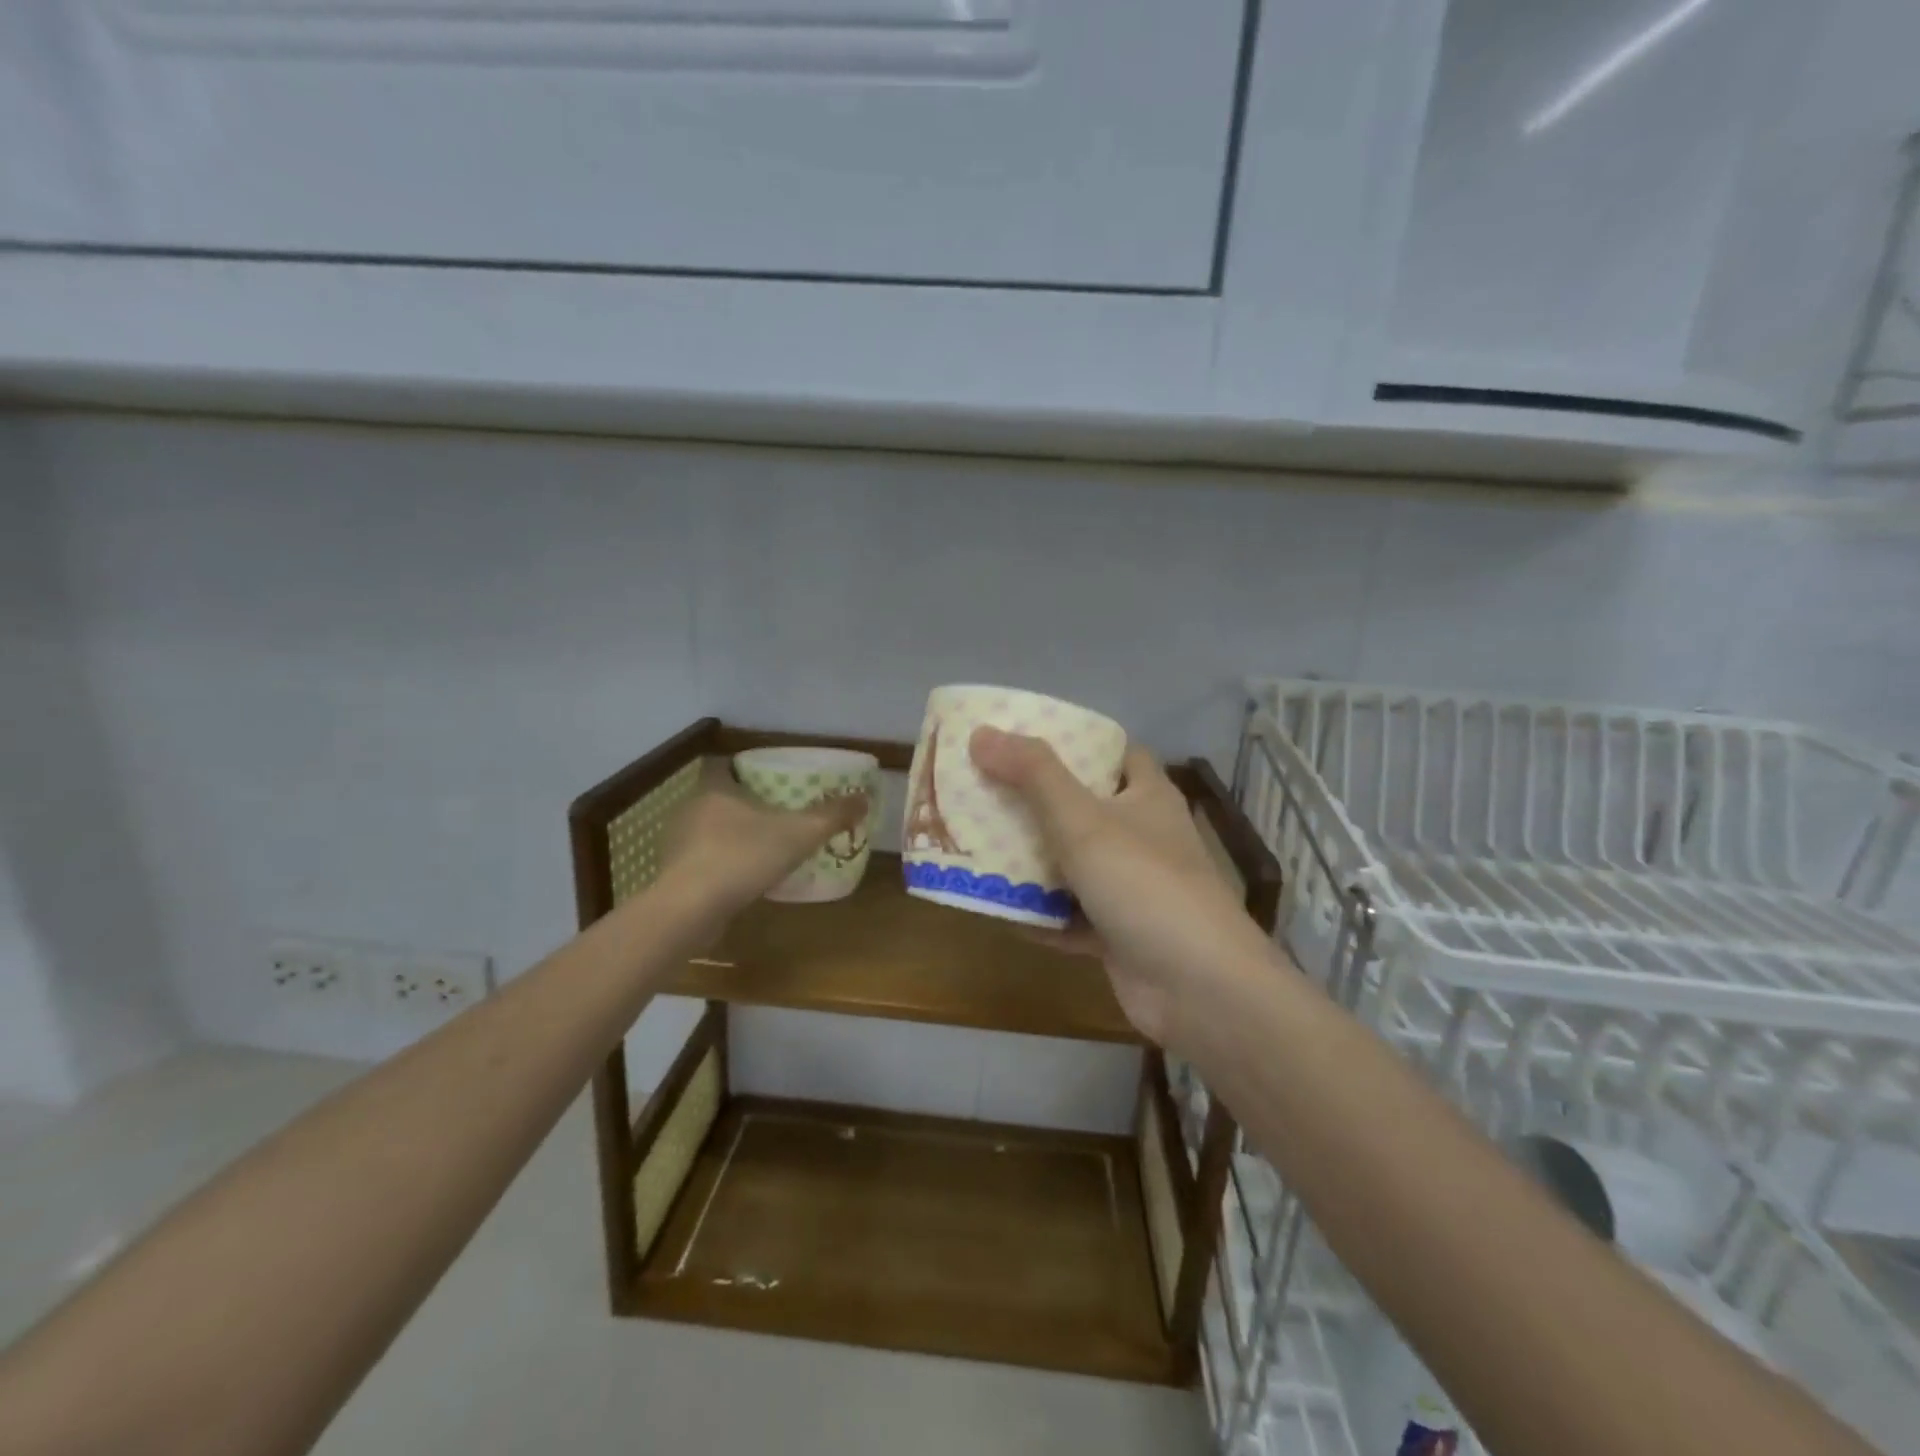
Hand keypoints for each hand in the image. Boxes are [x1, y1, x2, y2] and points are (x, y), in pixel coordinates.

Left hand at [664, 784, 867, 916]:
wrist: (689, 910)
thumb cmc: (742, 857)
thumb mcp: (799, 833)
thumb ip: (832, 815)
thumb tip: (864, 798)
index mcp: (715, 788)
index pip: (729, 765)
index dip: (751, 770)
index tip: (776, 781)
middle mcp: (691, 808)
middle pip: (722, 797)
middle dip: (749, 805)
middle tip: (780, 815)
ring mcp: (678, 843)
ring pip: (711, 830)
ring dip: (735, 837)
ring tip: (766, 849)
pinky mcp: (673, 874)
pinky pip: (704, 860)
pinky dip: (723, 864)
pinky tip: (744, 878)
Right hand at [970, 727, 1273, 1044]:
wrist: (1197, 988)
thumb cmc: (1143, 883)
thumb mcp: (1082, 819)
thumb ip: (1032, 774)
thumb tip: (981, 732)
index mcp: (1146, 796)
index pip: (1114, 752)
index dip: (1074, 741)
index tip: (1023, 738)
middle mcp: (1142, 836)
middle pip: (1083, 807)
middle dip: (1036, 801)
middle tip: (984, 789)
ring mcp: (1131, 888)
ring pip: (1074, 864)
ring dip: (1032, 861)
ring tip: (977, 844)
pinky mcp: (1118, 934)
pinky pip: (1069, 915)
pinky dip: (1039, 914)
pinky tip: (996, 909)